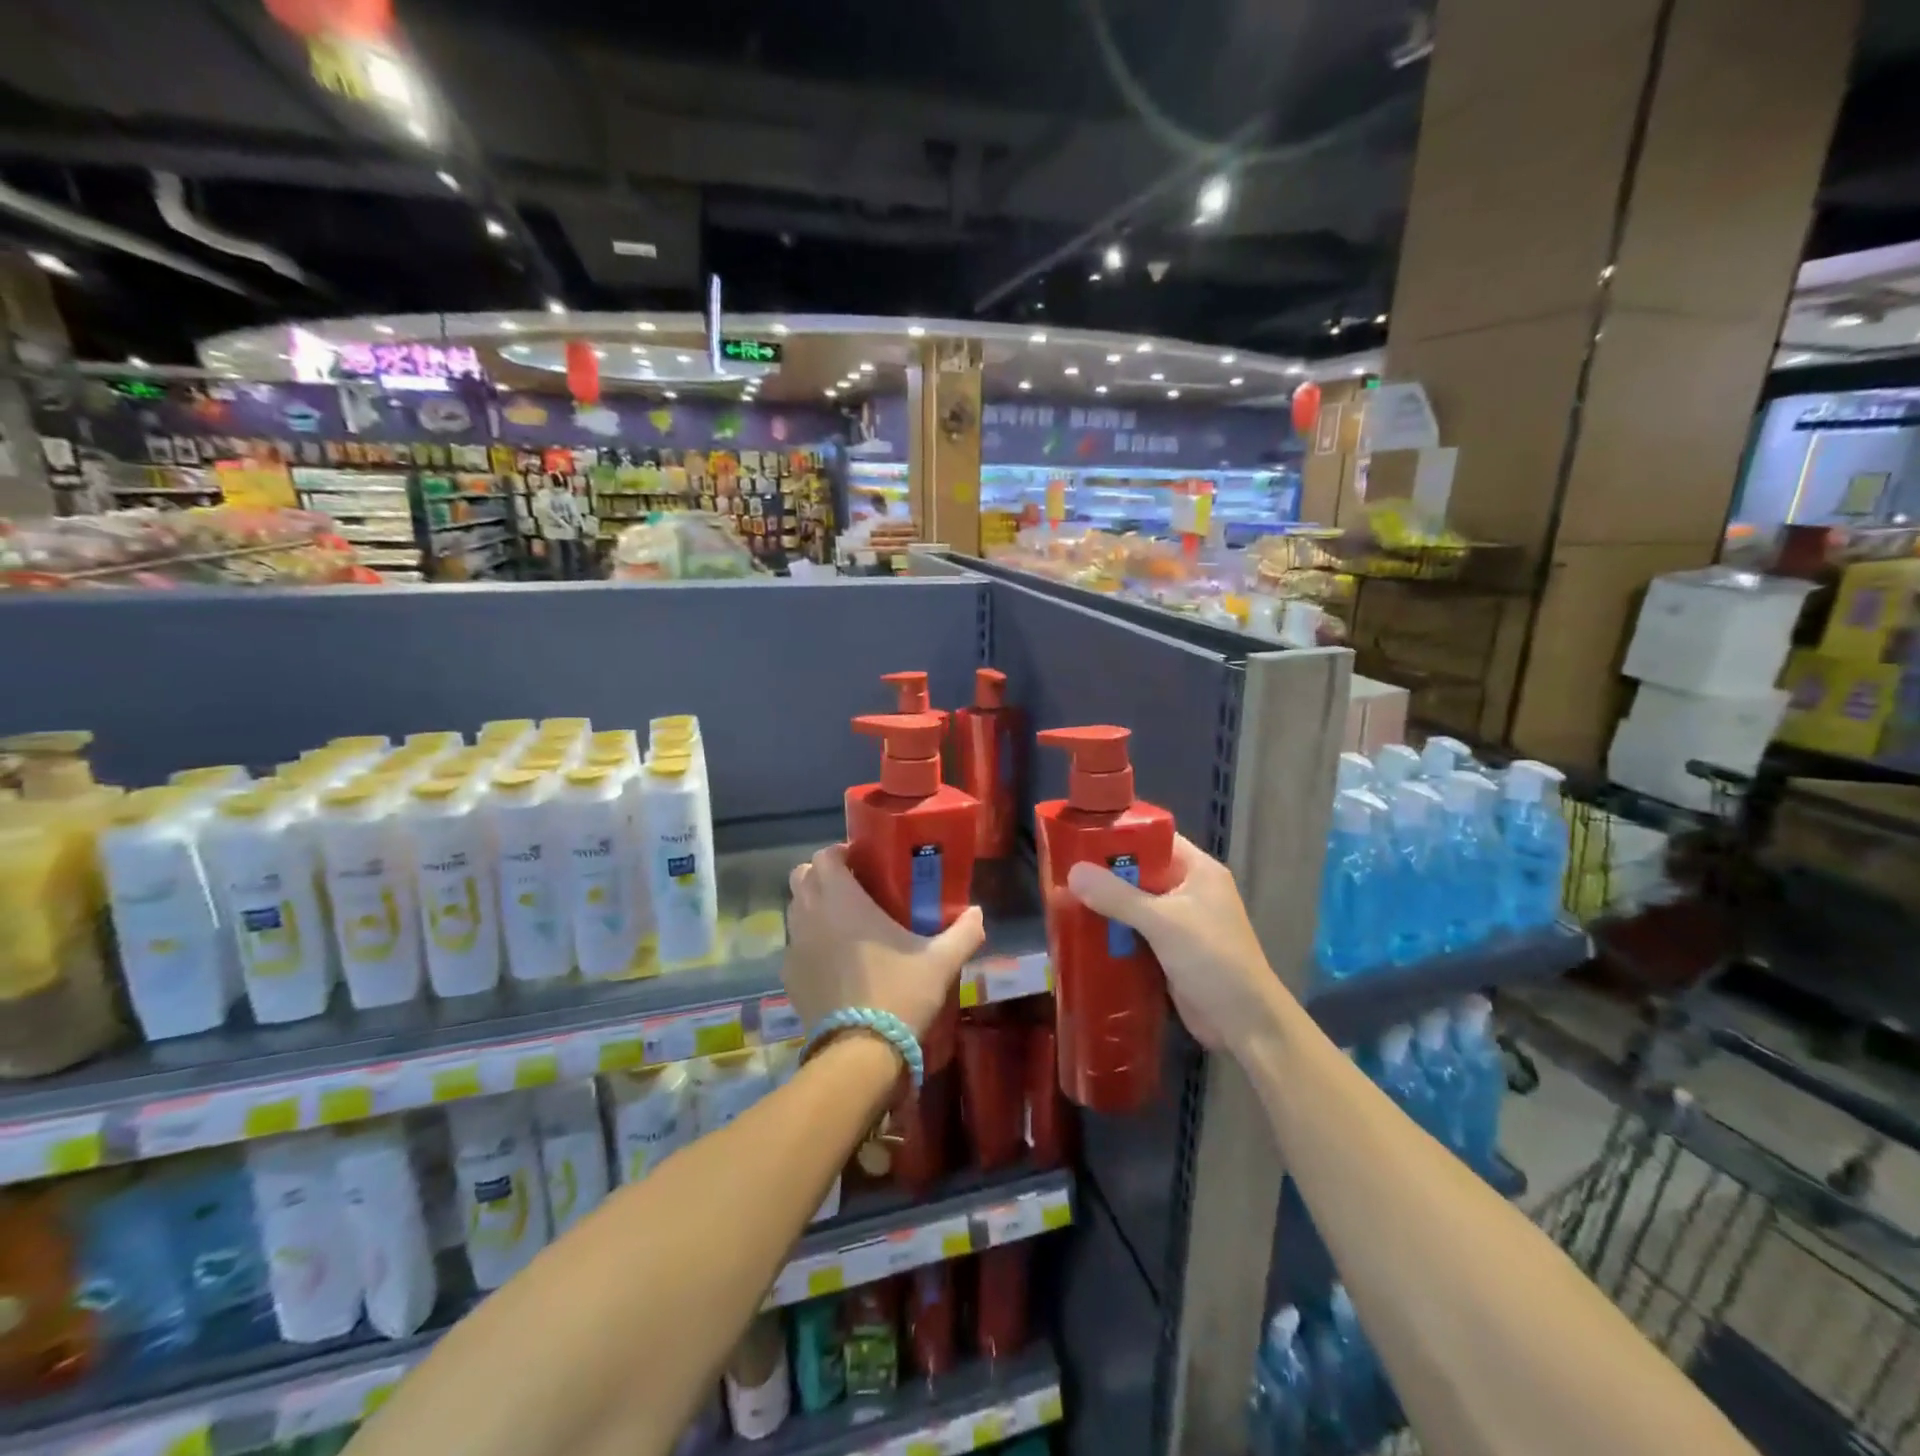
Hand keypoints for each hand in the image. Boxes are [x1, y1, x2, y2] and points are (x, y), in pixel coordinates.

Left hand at [784, 844, 985, 1039]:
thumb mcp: (941, 961)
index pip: (825, 856)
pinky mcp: (789, 979)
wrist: (860, 1053)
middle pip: (802, 877)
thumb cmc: (899, 993)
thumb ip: (964, 931)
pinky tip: (836, 963)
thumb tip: (978, 913)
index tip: (863, 862)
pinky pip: (795, 947)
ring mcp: (794, 948)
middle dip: (823, 876)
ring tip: (846, 925)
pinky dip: (810, 944)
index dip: (841, 853)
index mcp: (841, 900)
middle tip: (854, 889)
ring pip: (795, 910)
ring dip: (814, 907)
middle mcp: (810, 916)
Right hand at [1066, 834, 1281, 1052]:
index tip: (1080, 837)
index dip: (1120, 835)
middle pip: (1140, 871)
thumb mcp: (1163, 922)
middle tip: (1063, 871)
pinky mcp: (1169, 951)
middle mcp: (1189, 890)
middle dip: (1105, 874)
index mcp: (1197, 870)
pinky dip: (1113, 932)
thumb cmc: (1212, 959)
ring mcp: (1180, 922)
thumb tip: (1073, 871)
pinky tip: (1082, 932)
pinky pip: (1135, 932)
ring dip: (1106, 905)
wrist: (1246, 1024)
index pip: (1155, 839)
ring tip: (1062, 899)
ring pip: (1134, 904)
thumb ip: (1118, 896)